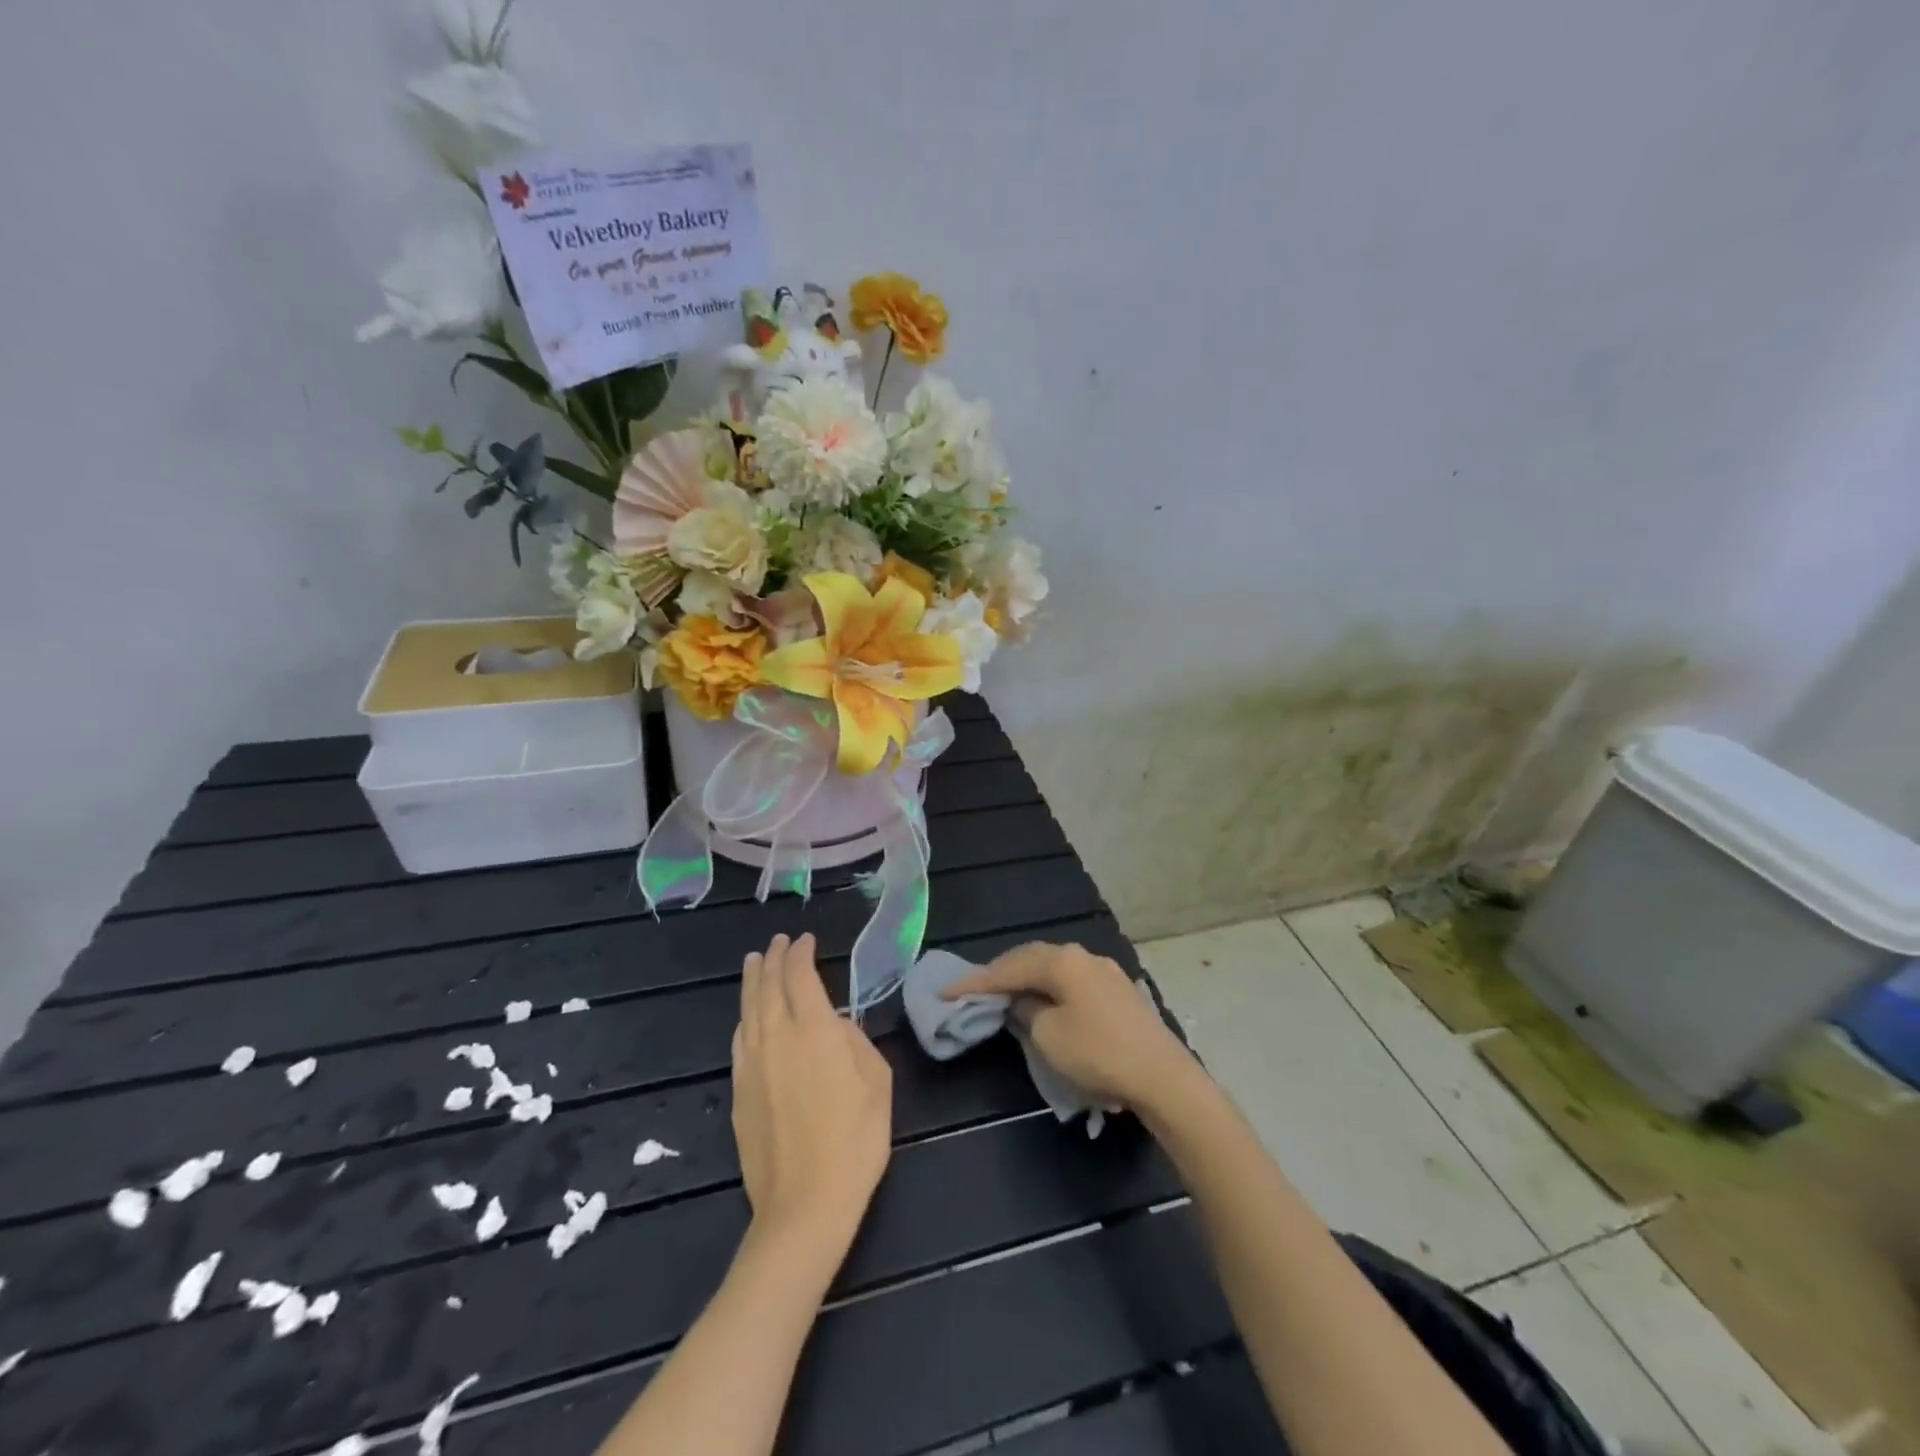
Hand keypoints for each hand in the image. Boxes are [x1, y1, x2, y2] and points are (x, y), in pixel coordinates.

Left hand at [732, 934, 892, 1253]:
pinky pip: (740, 1040)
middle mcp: (777, 1037)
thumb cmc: (855, 1140)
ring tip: (754, 963)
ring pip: (748, 1010)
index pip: (800, 976)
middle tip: (777, 942)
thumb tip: (835, 1026)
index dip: (801, 953)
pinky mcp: (739, 1091)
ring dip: (752, 981)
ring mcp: (752, 1064)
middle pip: (768, 986)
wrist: (805, 1203)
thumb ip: (855, 1042)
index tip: (805, 940)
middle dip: (773, 959)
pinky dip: (744, 1018)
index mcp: (814, 1030)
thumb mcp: (877, 1082)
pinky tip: (747, 1016)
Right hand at [944, 943, 1197, 1112]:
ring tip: (1004, 994)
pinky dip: (1050, 989)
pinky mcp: (1118, 991)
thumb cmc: (1098, 1055)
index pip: (1008, 967)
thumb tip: (1023, 1001)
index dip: (976, 980)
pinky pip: (1072, 981)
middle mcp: (1083, 955)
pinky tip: (1043, 1001)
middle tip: (973, 988)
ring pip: (1054, 968)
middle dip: (1001, 973)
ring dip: (1027, 980)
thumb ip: (1027, 1011)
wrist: (1163, 1077)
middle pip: (1032, 959)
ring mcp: (1104, 971)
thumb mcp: (1048, 1037)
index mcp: (1062, 961)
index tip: (946, 990)